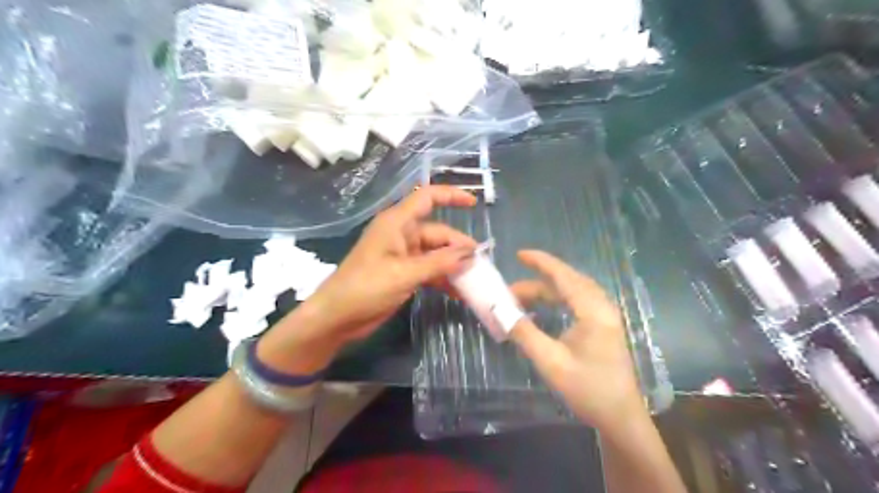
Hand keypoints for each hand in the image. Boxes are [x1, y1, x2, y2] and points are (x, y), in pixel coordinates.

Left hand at [297, 186, 477, 344]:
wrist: (337, 317)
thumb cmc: (366, 287)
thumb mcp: (405, 273)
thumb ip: (439, 262)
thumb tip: (471, 253)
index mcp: (397, 223)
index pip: (427, 198)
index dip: (450, 196)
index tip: (474, 203)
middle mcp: (401, 234)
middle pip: (437, 232)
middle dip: (458, 246)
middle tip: (480, 265)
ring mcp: (402, 255)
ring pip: (435, 254)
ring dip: (453, 266)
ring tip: (474, 281)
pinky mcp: (403, 273)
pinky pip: (429, 270)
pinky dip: (442, 279)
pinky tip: (458, 292)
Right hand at [509, 250, 642, 439]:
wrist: (620, 417)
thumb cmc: (588, 389)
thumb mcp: (551, 362)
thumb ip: (525, 334)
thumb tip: (501, 312)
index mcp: (593, 312)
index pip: (564, 276)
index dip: (541, 262)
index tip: (519, 254)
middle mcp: (602, 307)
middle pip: (568, 282)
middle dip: (537, 281)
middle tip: (510, 289)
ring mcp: (605, 317)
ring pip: (573, 292)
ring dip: (546, 292)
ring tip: (521, 299)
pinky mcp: (604, 326)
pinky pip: (578, 302)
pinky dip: (557, 301)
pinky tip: (543, 310)